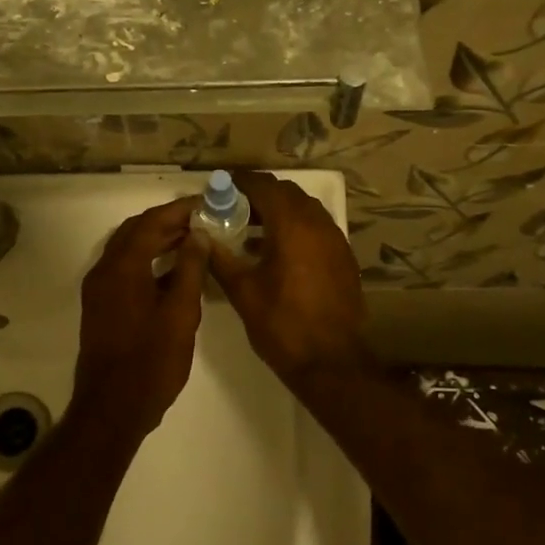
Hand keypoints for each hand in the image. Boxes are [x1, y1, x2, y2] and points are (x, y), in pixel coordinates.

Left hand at [70, 198, 208, 436]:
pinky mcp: (102, 306)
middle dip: (167, 222)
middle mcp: (104, 271)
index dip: (179, 210)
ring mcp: (99, 289)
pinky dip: (147, 261)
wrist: (112, 408)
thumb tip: (199, 235)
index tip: (206, 205)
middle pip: (136, 231)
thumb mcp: (180, 314)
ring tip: (193, 241)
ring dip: (157, 240)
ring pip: (128, 250)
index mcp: (122, 267)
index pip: (151, 222)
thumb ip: (189, 269)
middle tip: (202, 221)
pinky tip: (174, 272)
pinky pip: (124, 269)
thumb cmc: (151, 361)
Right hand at [207, 171, 376, 394]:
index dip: (241, 183)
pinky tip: (277, 253)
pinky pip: (317, 229)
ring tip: (252, 231)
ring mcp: (335, 240)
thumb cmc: (282, 325)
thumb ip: (220, 258)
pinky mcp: (343, 258)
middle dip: (260, 196)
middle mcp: (318, 224)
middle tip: (233, 210)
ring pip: (305, 210)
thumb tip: (200, 236)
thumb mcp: (242, 292)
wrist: (331, 362)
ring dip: (279, 212)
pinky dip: (296, 229)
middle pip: (287, 193)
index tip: (221, 189)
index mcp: (292, 226)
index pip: (264, 186)